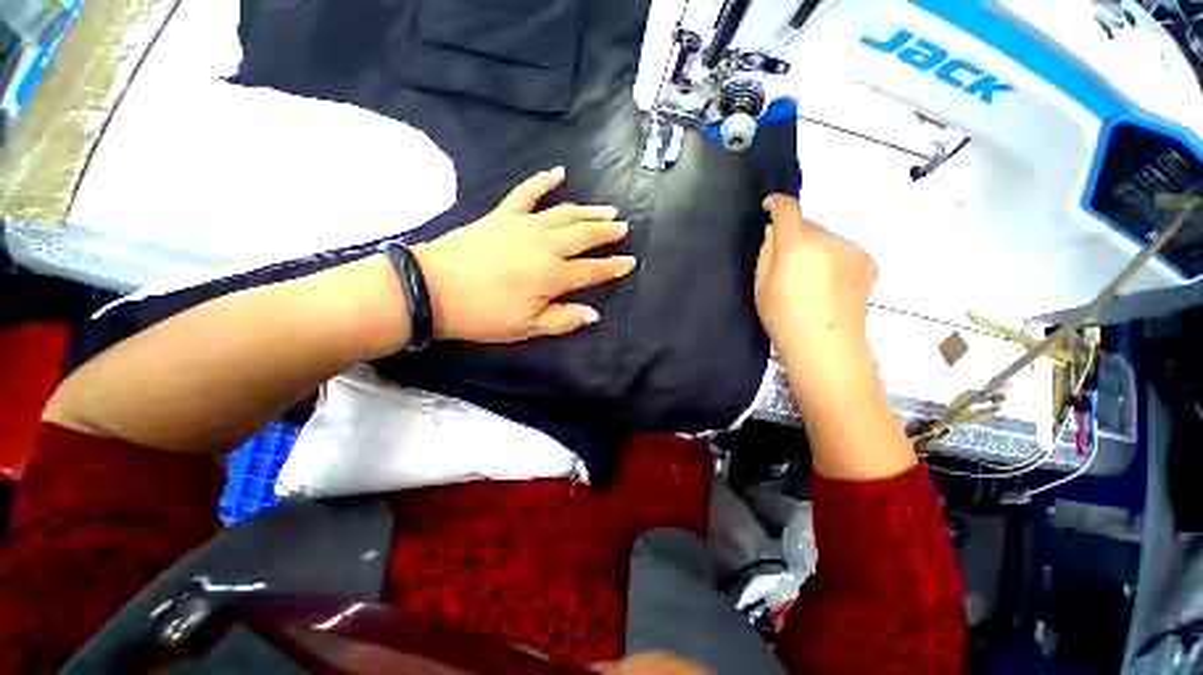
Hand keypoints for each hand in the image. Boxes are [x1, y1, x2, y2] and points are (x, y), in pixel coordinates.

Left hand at [411, 167, 636, 342]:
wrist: (432, 288)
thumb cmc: (483, 314)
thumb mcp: (526, 327)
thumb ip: (563, 320)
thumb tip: (593, 313)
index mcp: (553, 276)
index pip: (593, 270)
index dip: (613, 267)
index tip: (630, 262)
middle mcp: (546, 246)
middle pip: (585, 235)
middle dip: (608, 232)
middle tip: (623, 227)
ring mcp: (525, 225)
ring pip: (566, 213)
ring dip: (589, 210)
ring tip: (608, 209)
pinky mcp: (504, 215)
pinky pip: (527, 192)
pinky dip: (543, 180)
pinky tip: (559, 172)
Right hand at [754, 194, 876, 361]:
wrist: (827, 347)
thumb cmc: (784, 319)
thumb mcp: (761, 287)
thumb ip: (767, 253)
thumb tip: (774, 232)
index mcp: (798, 246)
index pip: (788, 211)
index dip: (777, 204)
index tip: (769, 205)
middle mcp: (829, 240)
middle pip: (808, 226)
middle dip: (795, 237)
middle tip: (786, 264)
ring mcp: (853, 250)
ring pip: (826, 238)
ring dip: (815, 248)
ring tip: (809, 280)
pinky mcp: (869, 261)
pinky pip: (843, 250)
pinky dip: (832, 259)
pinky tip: (828, 285)